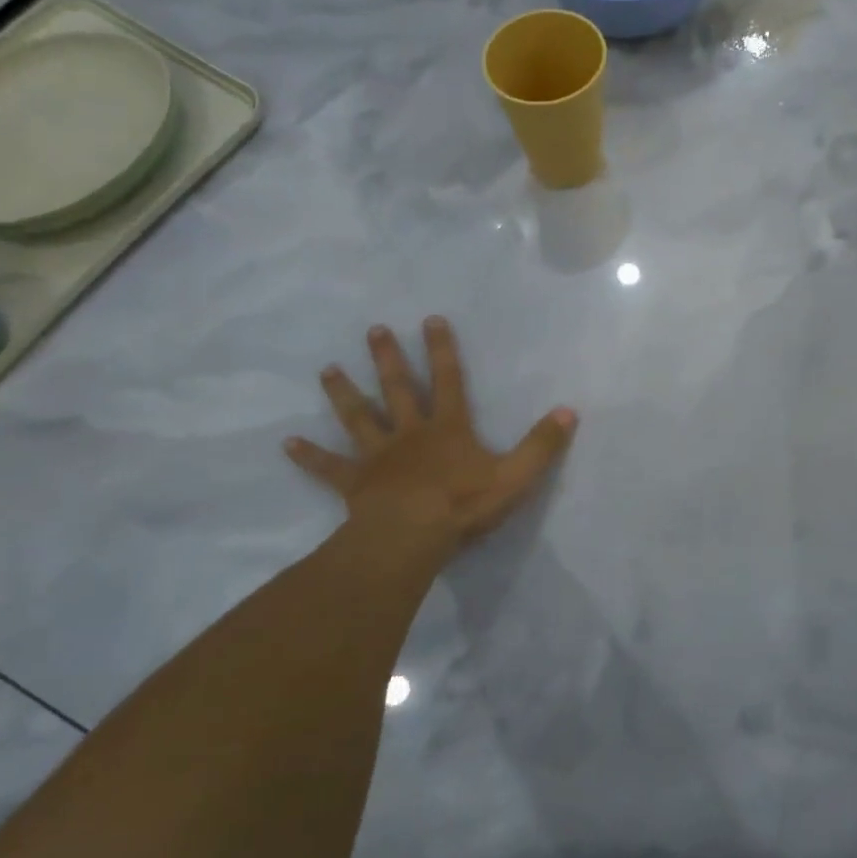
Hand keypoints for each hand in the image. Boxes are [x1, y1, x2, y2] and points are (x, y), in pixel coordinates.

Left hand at [283, 317, 576, 550]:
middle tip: (373, 329)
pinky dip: (309, 456)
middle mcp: (410, 433)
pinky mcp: (355, 483)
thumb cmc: (463, 505)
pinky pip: (329, 467)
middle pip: (397, 389)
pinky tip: (287, 443)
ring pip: (359, 418)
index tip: (430, 319)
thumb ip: (542, 445)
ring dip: (343, 393)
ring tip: (326, 370)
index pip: (448, 380)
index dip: (442, 349)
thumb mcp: (515, 476)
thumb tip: (569, 412)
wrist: (412, 537)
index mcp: (448, 428)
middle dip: (388, 358)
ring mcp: (378, 456)